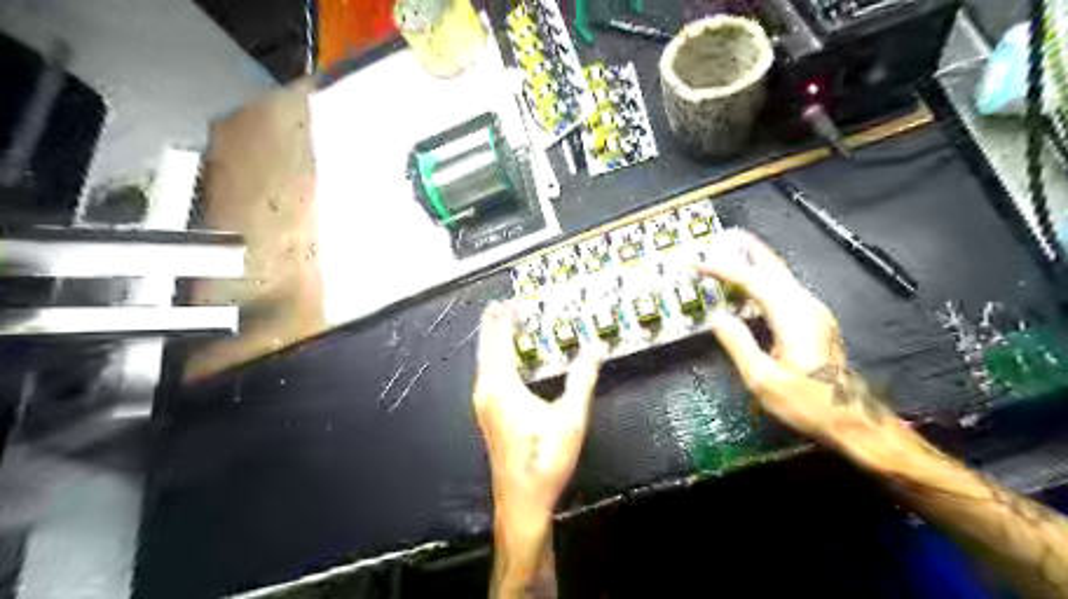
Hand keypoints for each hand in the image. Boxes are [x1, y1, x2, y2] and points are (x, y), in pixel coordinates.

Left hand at [474, 302, 602, 529]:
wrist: (522, 499)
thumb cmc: (545, 459)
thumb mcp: (570, 417)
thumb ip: (582, 379)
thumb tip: (595, 349)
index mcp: (502, 387)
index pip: (500, 342)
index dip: (503, 320)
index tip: (506, 302)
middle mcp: (487, 392)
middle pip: (487, 349)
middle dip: (493, 326)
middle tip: (498, 306)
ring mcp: (484, 405)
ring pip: (484, 363)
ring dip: (492, 342)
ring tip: (500, 326)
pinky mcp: (487, 415)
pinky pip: (487, 375)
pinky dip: (494, 359)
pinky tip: (501, 361)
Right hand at [698, 230, 912, 462]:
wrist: (852, 419)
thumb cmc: (806, 402)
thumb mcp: (763, 379)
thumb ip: (738, 343)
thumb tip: (716, 316)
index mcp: (793, 317)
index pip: (753, 281)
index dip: (724, 270)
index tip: (700, 264)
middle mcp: (807, 306)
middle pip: (773, 268)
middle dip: (748, 251)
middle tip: (725, 237)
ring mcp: (814, 312)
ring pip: (782, 277)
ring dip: (757, 263)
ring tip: (734, 254)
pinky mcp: (815, 321)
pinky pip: (785, 290)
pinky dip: (765, 280)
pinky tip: (753, 285)